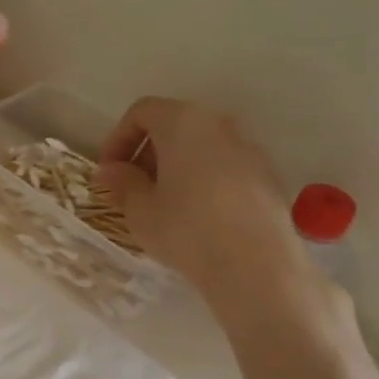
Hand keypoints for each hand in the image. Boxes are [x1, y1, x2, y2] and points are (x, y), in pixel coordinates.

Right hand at [95, 96, 305, 304]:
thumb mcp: (140, 210)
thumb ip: (122, 183)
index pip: (142, 112)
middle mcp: (219, 125)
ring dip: (176, 168)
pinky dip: (204, 182)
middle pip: (174, 125)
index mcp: (183, 122)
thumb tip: (109, 171)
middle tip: (132, 189)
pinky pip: (225, 168)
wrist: (255, 266)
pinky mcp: (268, 177)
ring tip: (163, 207)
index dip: (118, 139)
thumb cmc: (186, 230)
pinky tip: (197, 219)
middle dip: (147, 153)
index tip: (109, 173)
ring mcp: (249, 150)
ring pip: (202, 147)